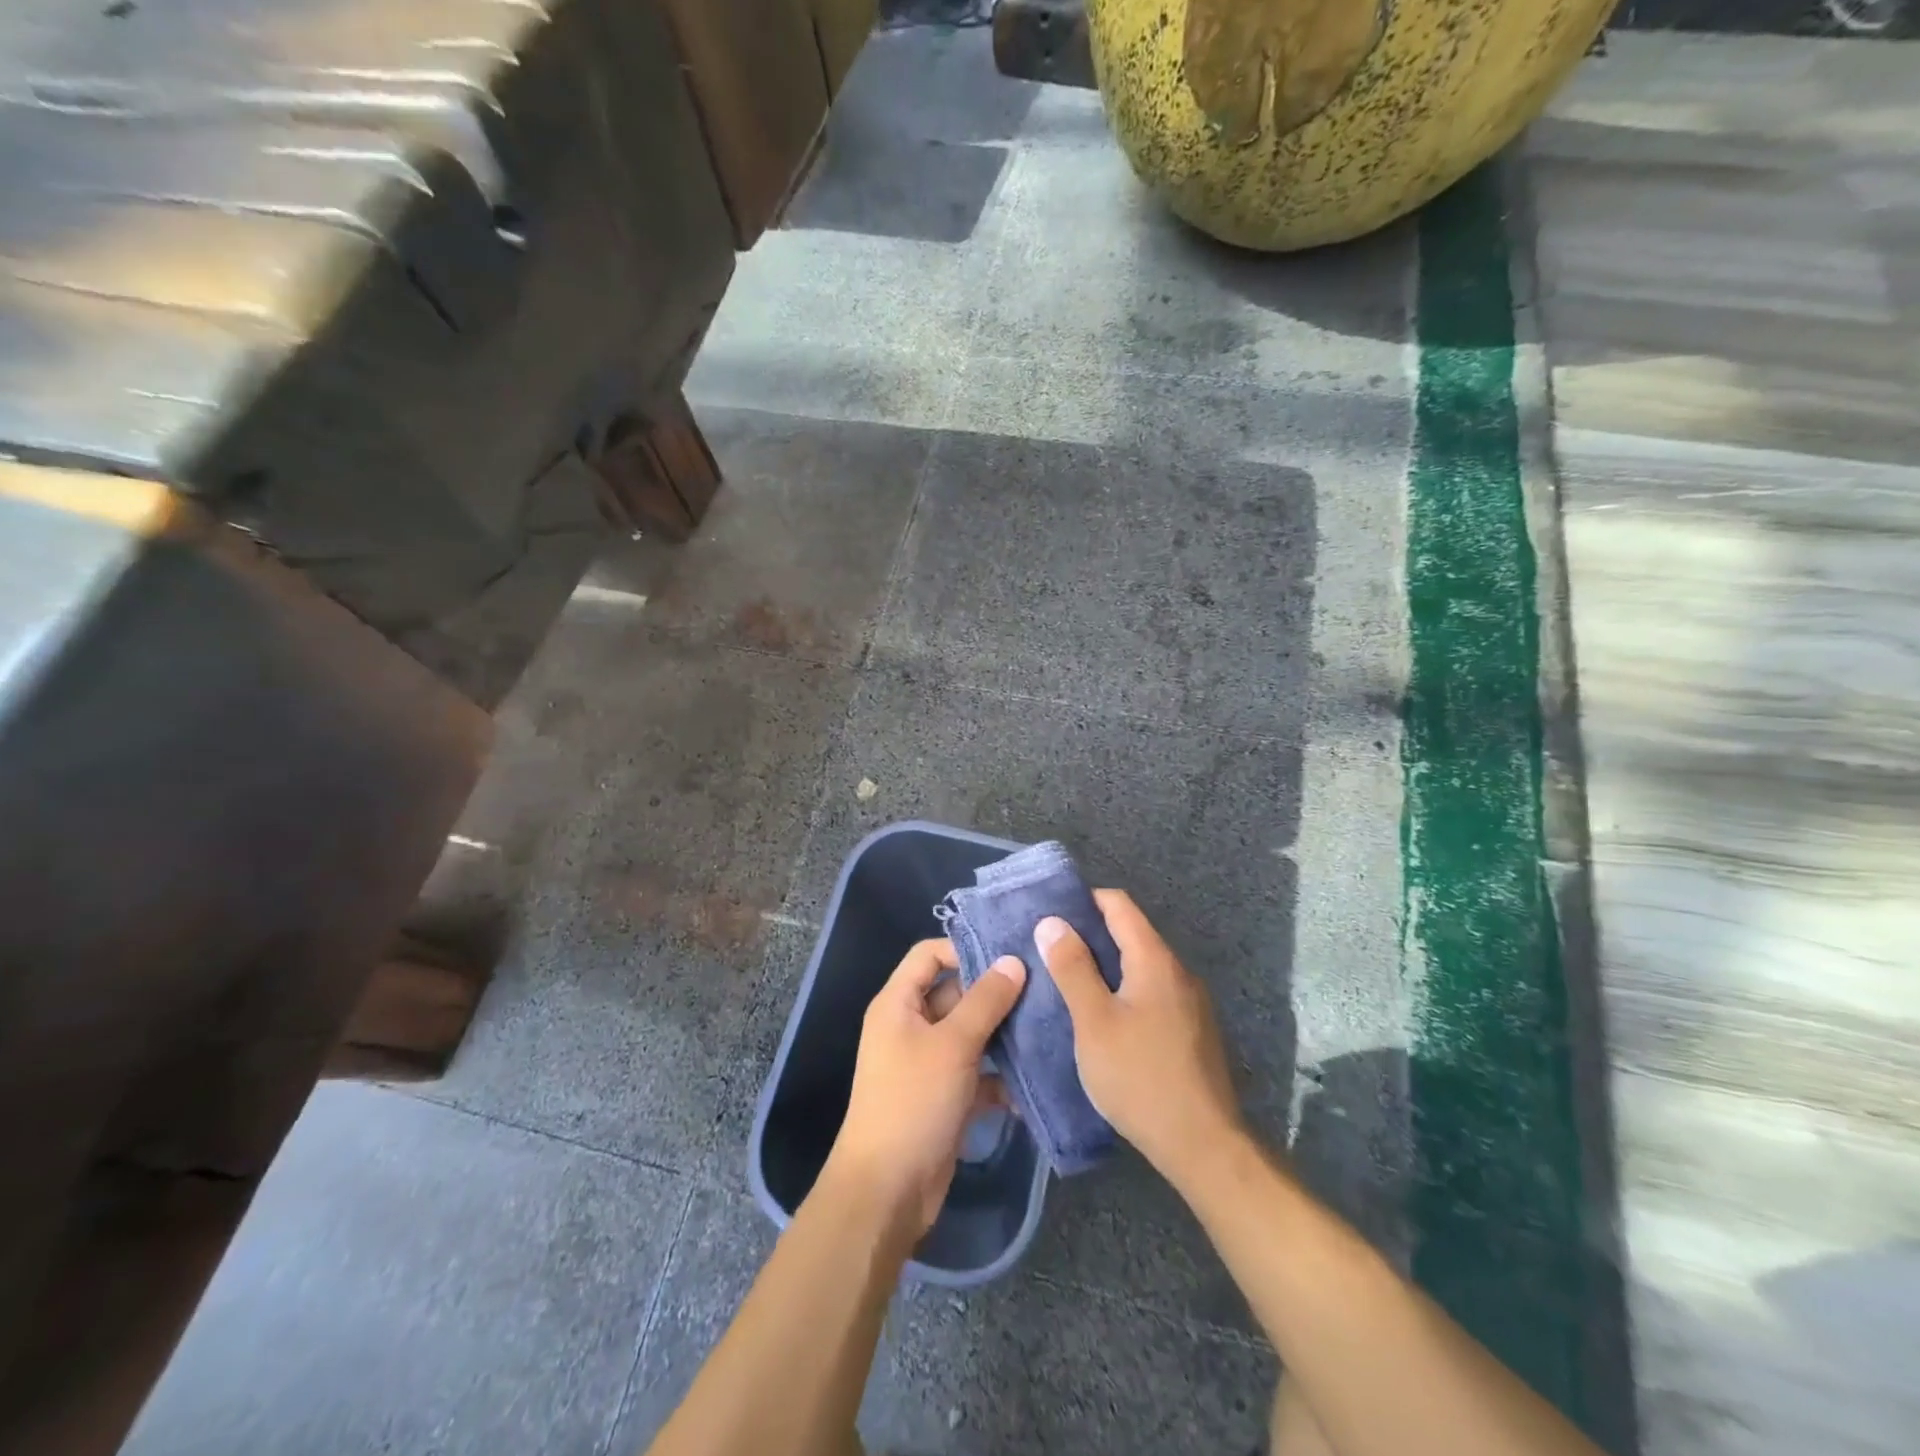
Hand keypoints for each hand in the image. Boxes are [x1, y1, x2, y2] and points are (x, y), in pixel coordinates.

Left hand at [823, 939, 1025, 1234]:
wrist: (888, 1191)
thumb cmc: (913, 1102)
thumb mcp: (953, 1045)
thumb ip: (985, 1001)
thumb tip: (1013, 961)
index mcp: (899, 1003)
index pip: (929, 954)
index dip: (965, 948)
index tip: (1009, 953)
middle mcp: (911, 1026)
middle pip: (955, 992)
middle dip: (995, 992)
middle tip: (1043, 985)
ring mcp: (928, 1062)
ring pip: (971, 1033)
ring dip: (1004, 1033)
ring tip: (1049, 1024)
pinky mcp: (946, 1095)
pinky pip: (977, 1072)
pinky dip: (1001, 1076)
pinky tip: (1036, 1079)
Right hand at [1036, 891, 1244, 1186]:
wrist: (1204, 1145)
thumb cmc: (1140, 1077)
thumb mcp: (1094, 1021)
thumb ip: (1072, 968)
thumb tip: (1052, 922)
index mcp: (1155, 960)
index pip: (1118, 904)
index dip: (1083, 901)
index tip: (1049, 915)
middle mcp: (1178, 971)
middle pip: (1130, 933)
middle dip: (1089, 936)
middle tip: (1048, 952)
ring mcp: (1190, 1002)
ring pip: (1140, 967)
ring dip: (1105, 967)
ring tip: (1067, 984)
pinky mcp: (1191, 1031)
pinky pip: (1151, 993)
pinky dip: (1123, 992)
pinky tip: (1101, 1019)